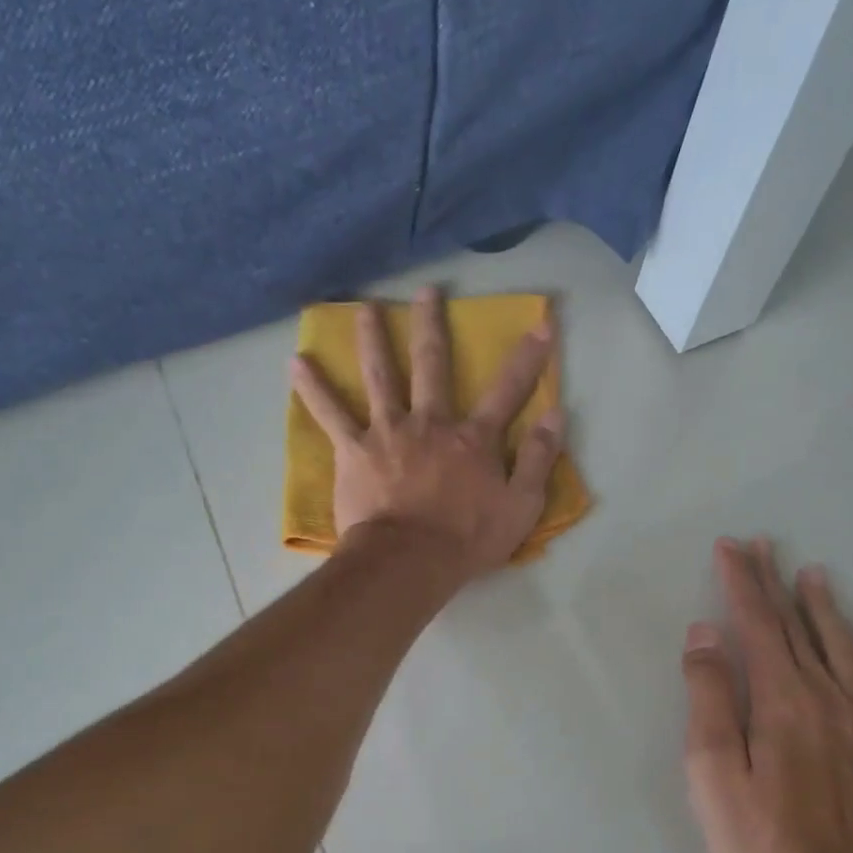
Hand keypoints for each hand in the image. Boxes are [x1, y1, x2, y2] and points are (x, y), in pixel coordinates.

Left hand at [291, 286, 565, 579]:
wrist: (409, 562)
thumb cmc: (466, 541)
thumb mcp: (521, 507)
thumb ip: (539, 459)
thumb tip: (556, 414)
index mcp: (473, 439)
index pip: (508, 390)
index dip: (528, 358)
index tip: (541, 324)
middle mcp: (430, 423)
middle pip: (432, 364)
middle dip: (431, 325)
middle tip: (426, 291)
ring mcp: (388, 432)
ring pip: (380, 375)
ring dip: (372, 338)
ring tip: (365, 308)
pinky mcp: (354, 450)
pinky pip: (330, 414)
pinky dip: (313, 388)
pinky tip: (296, 363)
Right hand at [681, 538, 852, 852]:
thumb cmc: (750, 831)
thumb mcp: (709, 765)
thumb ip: (709, 694)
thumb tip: (706, 634)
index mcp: (782, 699)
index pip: (758, 624)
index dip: (742, 583)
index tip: (730, 547)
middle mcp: (827, 697)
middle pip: (798, 626)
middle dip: (775, 582)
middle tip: (763, 545)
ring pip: (843, 647)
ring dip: (825, 606)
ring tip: (813, 574)